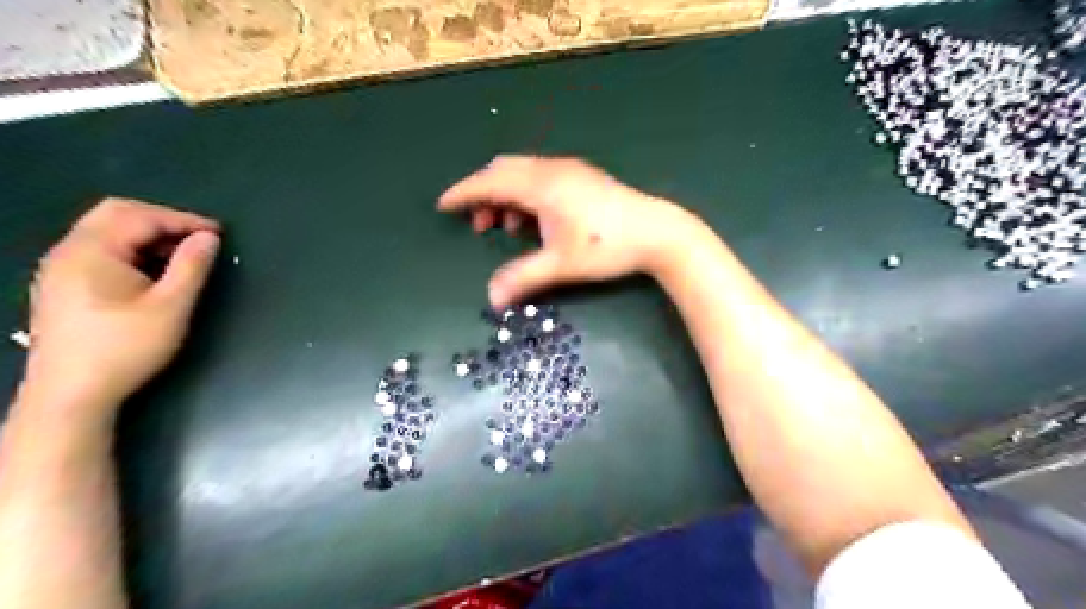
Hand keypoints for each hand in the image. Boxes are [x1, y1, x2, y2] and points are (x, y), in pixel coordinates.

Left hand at [23, 201, 220, 418]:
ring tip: (182, 255)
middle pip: (116, 214)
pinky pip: (99, 250)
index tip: (219, 233)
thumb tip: (209, 238)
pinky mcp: (62, 286)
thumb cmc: (125, 348)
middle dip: (162, 220)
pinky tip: (152, 271)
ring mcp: (60, 269)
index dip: (183, 220)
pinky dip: (132, 249)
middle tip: (198, 237)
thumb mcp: (171, 307)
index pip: (141, 217)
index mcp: (91, 252)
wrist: (71, 395)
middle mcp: (69, 252)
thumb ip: (192, 267)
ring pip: (106, 232)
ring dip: (147, 235)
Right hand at [437, 154, 700, 308]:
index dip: (463, 193)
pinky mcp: (583, 178)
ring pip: (523, 174)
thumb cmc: (607, 247)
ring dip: (506, 196)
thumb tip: (491, 299)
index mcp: (542, 185)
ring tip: (506, 227)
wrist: (658, 233)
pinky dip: (526, 195)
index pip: (490, 182)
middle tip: (478, 225)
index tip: (443, 205)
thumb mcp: (562, 265)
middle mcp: (552, 170)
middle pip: (504, 171)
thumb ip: (523, 279)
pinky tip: (534, 221)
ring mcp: (570, 171)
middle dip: (484, 194)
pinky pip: (540, 178)